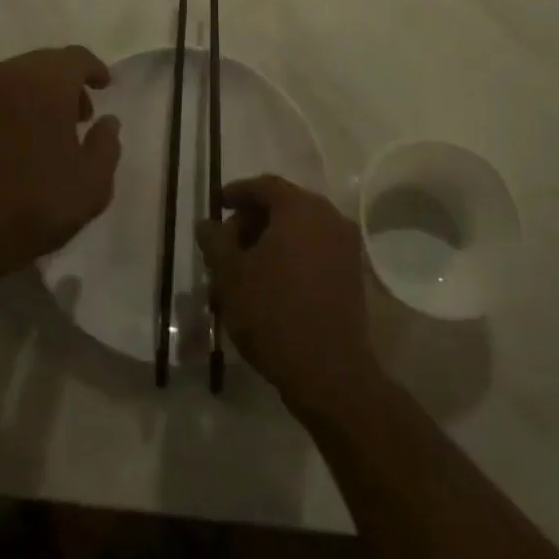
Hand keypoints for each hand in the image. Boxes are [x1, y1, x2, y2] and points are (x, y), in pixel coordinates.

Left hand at [0, 46, 120, 283]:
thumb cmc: (33, 207)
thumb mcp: (92, 186)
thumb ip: (107, 145)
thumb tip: (107, 121)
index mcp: (46, 85)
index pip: (76, 57)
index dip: (94, 69)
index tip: (104, 86)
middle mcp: (8, 76)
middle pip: (44, 63)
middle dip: (65, 82)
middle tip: (78, 116)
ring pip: (14, 78)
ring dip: (34, 93)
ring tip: (44, 130)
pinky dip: (6, 107)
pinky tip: (10, 141)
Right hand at [196, 175, 378, 415]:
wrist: (329, 372)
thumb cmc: (273, 312)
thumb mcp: (231, 275)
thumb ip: (215, 241)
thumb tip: (207, 223)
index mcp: (300, 208)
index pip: (263, 186)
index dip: (236, 193)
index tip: (217, 206)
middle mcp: (328, 217)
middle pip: (282, 207)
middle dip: (250, 223)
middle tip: (225, 247)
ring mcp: (345, 246)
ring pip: (297, 232)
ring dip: (268, 245)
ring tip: (241, 273)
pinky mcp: (352, 274)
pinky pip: (313, 252)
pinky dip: (289, 259)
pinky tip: (268, 286)